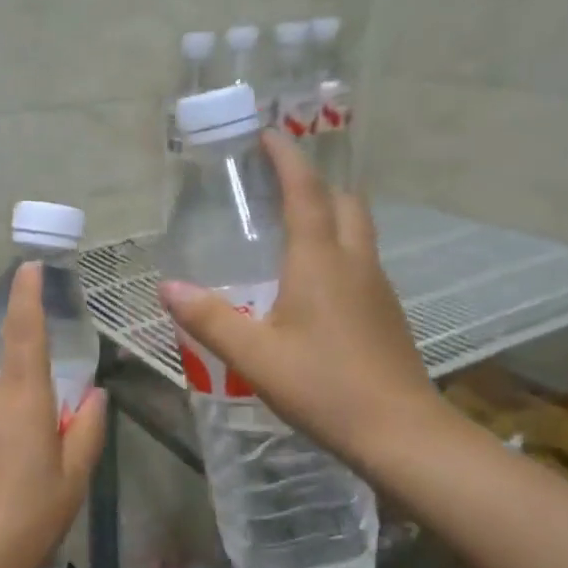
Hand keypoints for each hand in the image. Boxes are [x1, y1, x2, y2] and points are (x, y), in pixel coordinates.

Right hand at [159, 130, 439, 469]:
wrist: (400, 432)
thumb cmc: (324, 387)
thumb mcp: (255, 356)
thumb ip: (210, 319)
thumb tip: (168, 288)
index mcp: (320, 261)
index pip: (305, 192)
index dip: (286, 159)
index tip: (268, 135)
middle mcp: (354, 263)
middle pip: (343, 202)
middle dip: (313, 182)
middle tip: (278, 183)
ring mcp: (377, 288)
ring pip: (357, 231)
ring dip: (329, 214)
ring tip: (291, 227)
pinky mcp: (386, 313)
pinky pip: (361, 262)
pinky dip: (338, 250)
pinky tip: (314, 284)